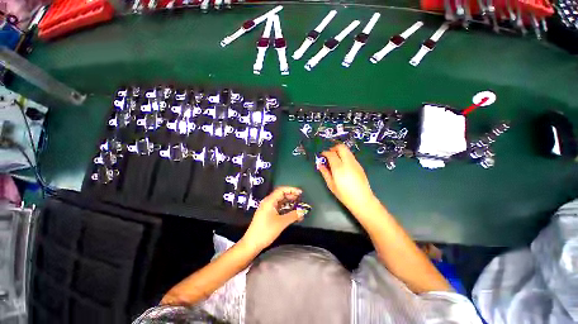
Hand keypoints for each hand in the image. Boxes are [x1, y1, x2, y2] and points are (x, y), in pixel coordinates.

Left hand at [241, 187, 306, 251]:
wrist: (252, 243)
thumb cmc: (266, 231)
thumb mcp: (281, 223)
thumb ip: (293, 216)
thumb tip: (302, 211)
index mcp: (269, 201)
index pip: (281, 190)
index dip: (292, 190)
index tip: (300, 193)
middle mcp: (267, 202)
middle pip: (280, 194)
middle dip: (291, 195)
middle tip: (300, 199)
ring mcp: (266, 208)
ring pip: (279, 201)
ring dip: (288, 202)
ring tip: (297, 204)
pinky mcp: (266, 213)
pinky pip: (277, 207)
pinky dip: (284, 207)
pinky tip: (290, 211)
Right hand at [318, 144, 376, 213]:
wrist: (362, 200)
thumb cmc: (344, 195)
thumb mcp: (331, 185)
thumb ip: (325, 173)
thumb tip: (320, 164)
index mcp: (339, 168)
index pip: (331, 154)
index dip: (325, 153)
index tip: (322, 155)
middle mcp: (348, 162)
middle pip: (341, 147)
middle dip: (333, 148)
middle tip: (329, 155)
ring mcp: (355, 163)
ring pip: (347, 150)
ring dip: (340, 151)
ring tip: (335, 159)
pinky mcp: (359, 165)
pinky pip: (351, 156)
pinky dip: (345, 156)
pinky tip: (342, 164)